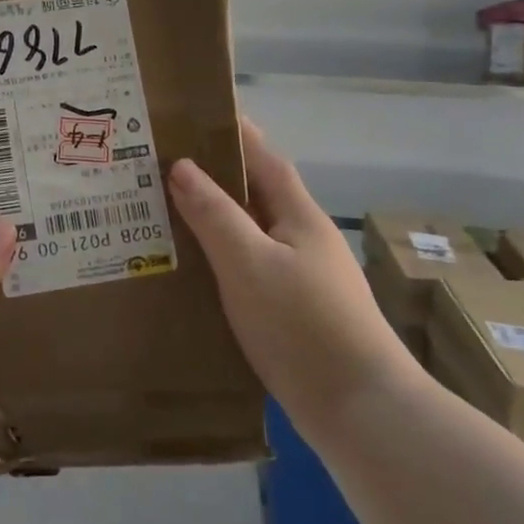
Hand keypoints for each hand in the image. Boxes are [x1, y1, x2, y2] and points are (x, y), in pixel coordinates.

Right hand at [168, 119, 419, 428]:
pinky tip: (195, 270)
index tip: (197, 113)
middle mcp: (304, 238)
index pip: (264, 158)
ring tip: (166, 212)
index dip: (235, 133)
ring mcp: (302, 276)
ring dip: (215, 218)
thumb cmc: (303, 326)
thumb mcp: (249, 264)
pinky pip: (250, 266)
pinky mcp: (295, 311)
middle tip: (162, 166)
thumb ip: (214, 215)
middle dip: (214, 175)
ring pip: (251, 232)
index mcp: (299, 216)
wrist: (361, 410)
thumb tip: (180, 166)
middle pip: (256, 193)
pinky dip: (222, 257)